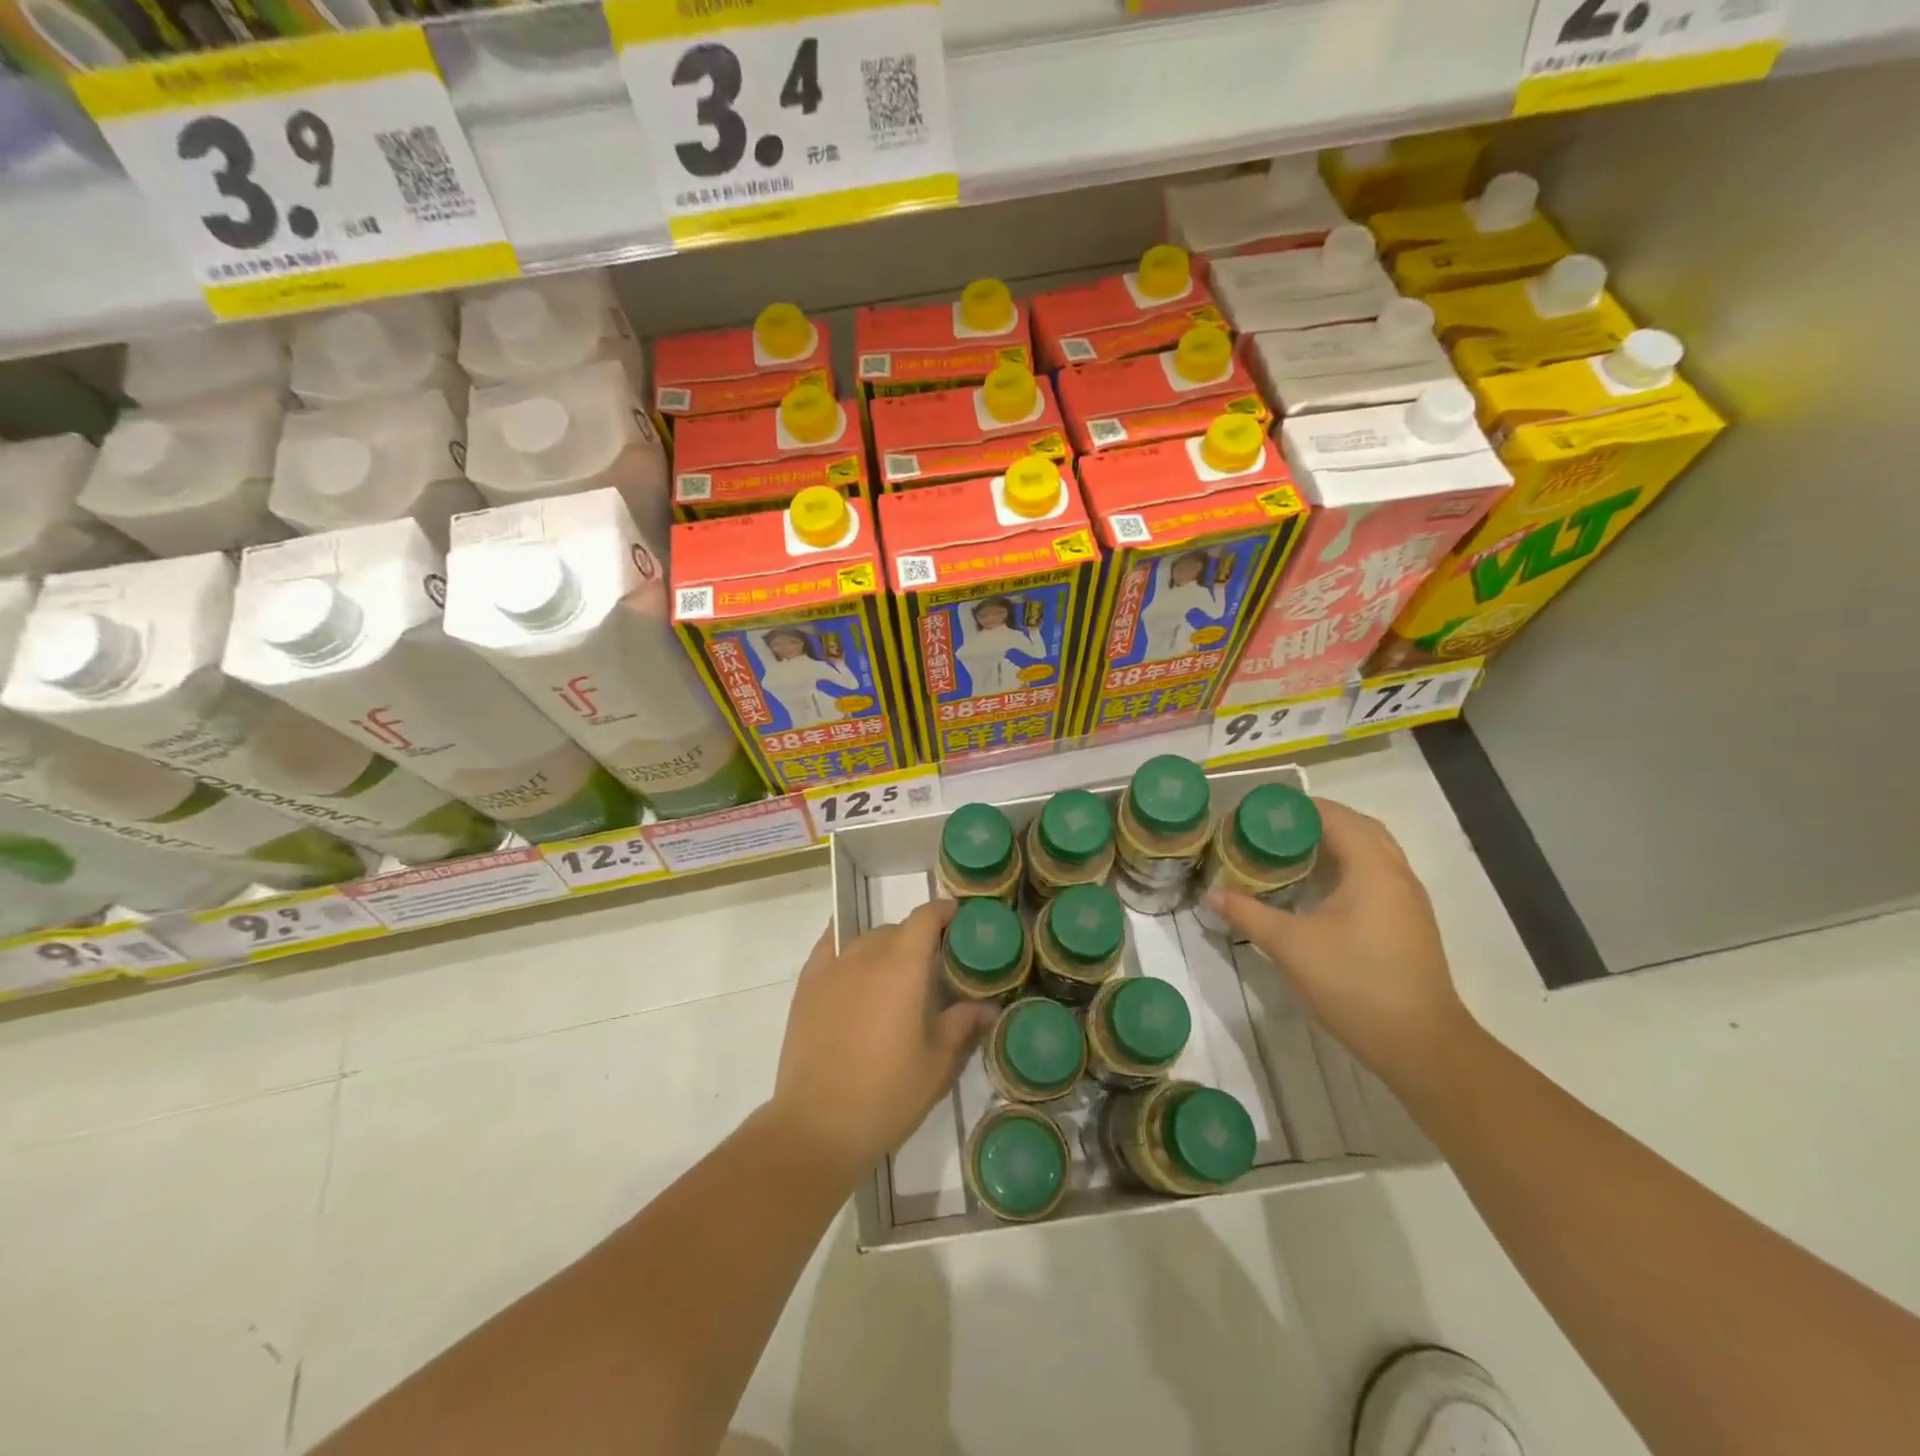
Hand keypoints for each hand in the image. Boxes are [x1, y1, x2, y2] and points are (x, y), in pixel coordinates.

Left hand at [767, 901, 993, 1180]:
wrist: (817, 1126)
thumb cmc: (887, 1094)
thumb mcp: (938, 1064)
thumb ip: (963, 1024)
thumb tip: (987, 1006)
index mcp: (903, 967)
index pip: (925, 918)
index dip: (943, 912)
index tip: (958, 919)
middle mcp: (866, 956)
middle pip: (896, 929)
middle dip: (917, 937)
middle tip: (932, 965)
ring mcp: (831, 969)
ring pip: (864, 940)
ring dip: (884, 946)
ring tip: (894, 975)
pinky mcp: (806, 987)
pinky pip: (828, 948)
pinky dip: (844, 945)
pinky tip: (851, 961)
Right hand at [1204, 798, 1472, 1087]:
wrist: (1420, 1045)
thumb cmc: (1354, 984)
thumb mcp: (1290, 947)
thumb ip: (1248, 914)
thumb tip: (1212, 894)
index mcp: (1373, 869)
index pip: (1336, 817)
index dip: (1298, 808)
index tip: (1259, 811)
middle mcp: (1397, 875)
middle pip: (1358, 827)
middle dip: (1316, 821)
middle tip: (1272, 829)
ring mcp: (1408, 901)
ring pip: (1372, 852)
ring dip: (1335, 843)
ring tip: (1291, 851)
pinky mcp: (1408, 923)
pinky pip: (1376, 875)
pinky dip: (1348, 867)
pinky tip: (1318, 888)